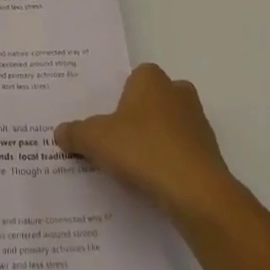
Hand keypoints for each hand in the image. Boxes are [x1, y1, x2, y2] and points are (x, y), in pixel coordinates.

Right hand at [55, 64, 239, 221]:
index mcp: (151, 79)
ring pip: (169, 126)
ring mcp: (198, 122)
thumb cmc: (142, 149)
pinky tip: (153, 182)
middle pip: (152, 101)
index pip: (133, 77)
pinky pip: (181, 151)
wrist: (195, 191)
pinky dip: (169, 163)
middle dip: (137, 118)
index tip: (105, 121)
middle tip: (116, 142)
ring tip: (132, 168)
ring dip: (154, 141)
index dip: (119, 98)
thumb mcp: (95, 140)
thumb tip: (60, 132)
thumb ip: (75, 133)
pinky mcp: (209, 152)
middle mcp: (178, 92)